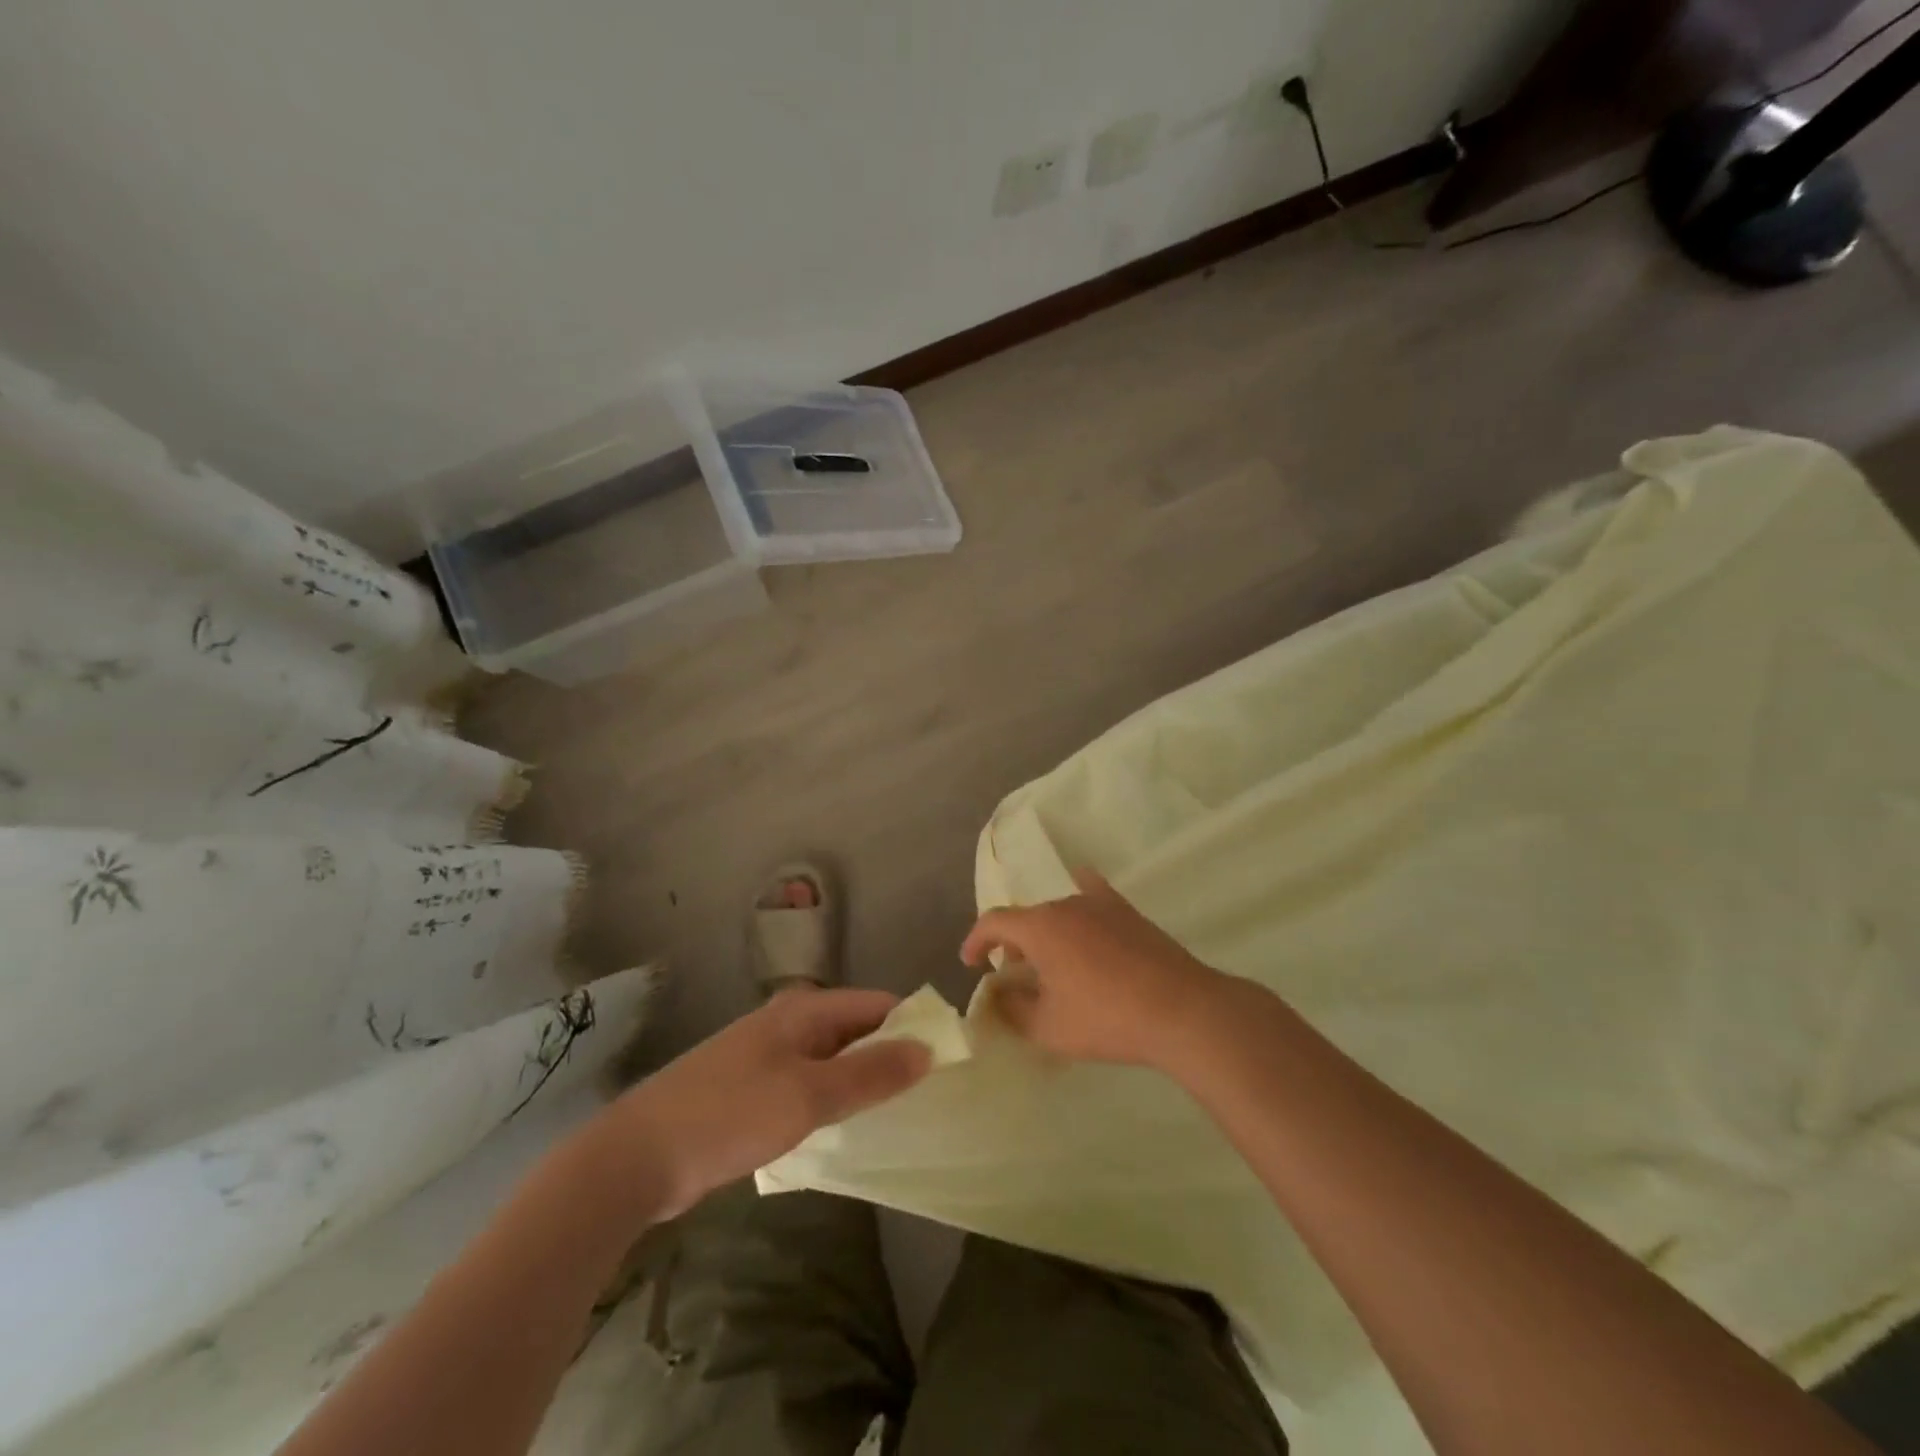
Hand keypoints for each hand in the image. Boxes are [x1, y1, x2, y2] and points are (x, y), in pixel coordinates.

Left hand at [608, 989, 930, 1218]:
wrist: (635, 1158)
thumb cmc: (729, 1115)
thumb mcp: (808, 1095)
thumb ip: (869, 1073)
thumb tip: (926, 1049)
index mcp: (803, 1010)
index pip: (876, 1004)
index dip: (911, 1025)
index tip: (944, 1059)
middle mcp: (787, 1024)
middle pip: (854, 1030)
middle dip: (889, 1056)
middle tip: (927, 1094)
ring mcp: (765, 1058)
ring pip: (830, 1062)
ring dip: (860, 1082)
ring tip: (897, 1115)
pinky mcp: (749, 1092)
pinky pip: (806, 1087)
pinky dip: (830, 1102)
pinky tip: (844, 1131)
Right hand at [960, 869, 1224, 1068]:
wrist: (1179, 1010)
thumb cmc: (1105, 1018)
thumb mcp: (1047, 1027)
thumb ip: (1012, 1009)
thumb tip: (999, 994)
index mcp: (1039, 927)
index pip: (993, 921)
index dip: (975, 941)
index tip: (970, 964)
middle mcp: (1065, 904)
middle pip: (1027, 918)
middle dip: (1013, 946)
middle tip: (1015, 979)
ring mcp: (1100, 904)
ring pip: (1058, 913)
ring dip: (1045, 935)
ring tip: (1052, 966)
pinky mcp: (1128, 912)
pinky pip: (1094, 895)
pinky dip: (1080, 901)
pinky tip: (1084, 903)